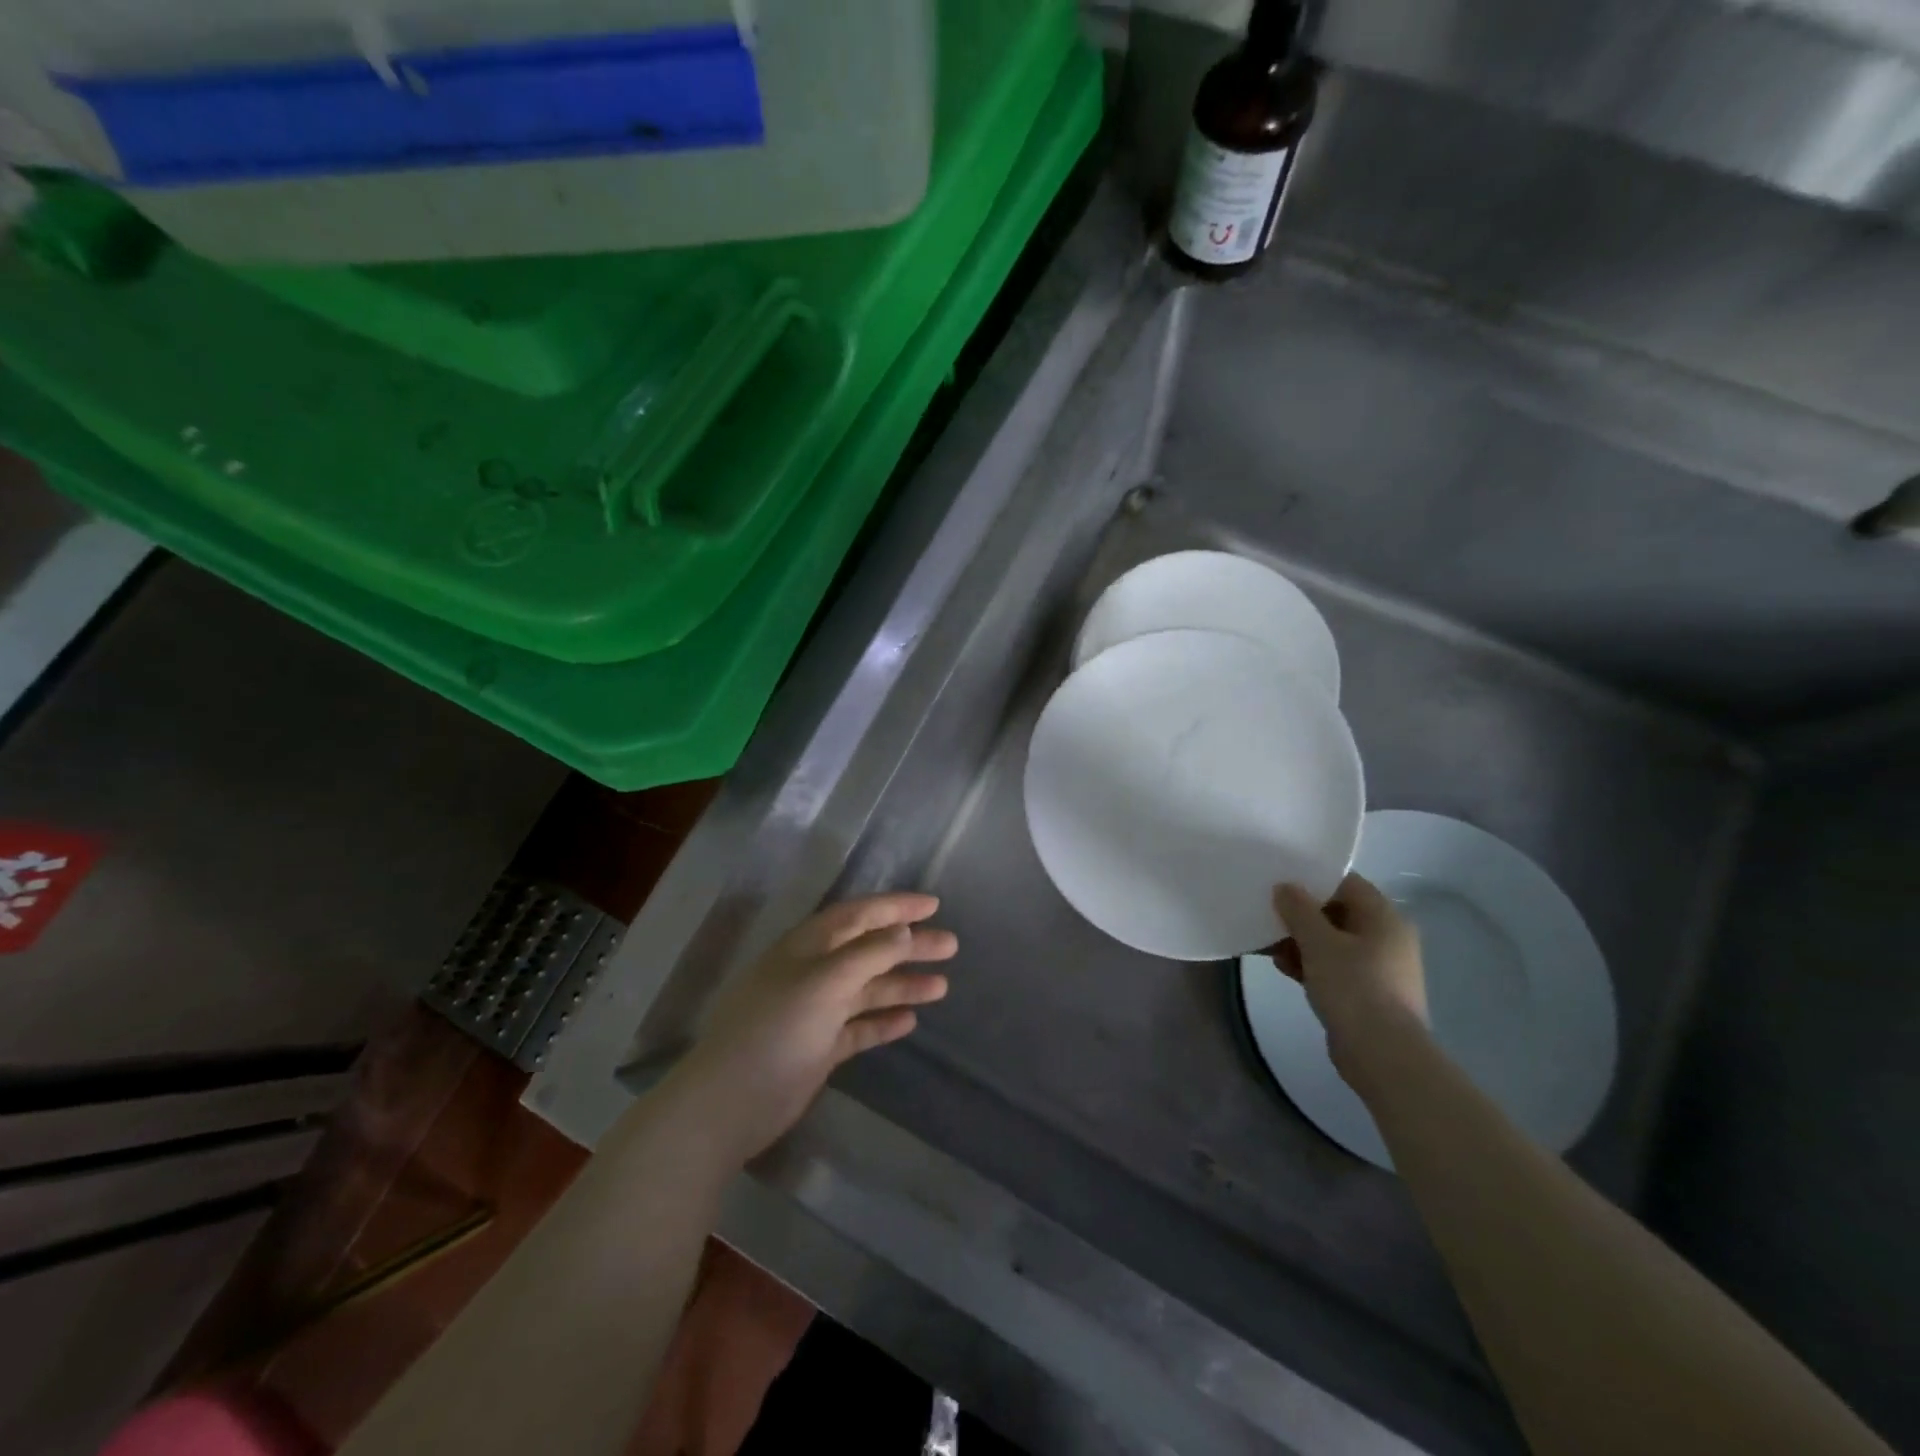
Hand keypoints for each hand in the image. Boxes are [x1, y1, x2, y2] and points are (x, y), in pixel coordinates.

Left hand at [671, 893, 956, 1162]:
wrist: (730, 1103)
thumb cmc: (776, 1029)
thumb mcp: (824, 982)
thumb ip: (867, 954)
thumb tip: (903, 931)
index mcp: (807, 947)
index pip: (858, 915)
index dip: (895, 907)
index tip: (934, 905)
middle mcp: (812, 972)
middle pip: (869, 950)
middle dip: (909, 946)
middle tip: (951, 945)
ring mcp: (815, 1011)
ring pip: (867, 989)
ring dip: (902, 984)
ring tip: (943, 986)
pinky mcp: (818, 1047)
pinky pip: (859, 1026)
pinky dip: (883, 1020)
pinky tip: (910, 1020)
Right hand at [1272, 874, 1426, 1084]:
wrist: (1383, 1054)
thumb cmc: (1354, 987)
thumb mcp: (1319, 942)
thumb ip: (1299, 909)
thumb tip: (1285, 887)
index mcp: (1384, 918)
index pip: (1346, 883)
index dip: (1312, 879)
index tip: (1280, 882)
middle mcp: (1387, 938)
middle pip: (1337, 912)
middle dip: (1301, 915)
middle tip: (1268, 915)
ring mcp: (1379, 967)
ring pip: (1332, 942)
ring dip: (1301, 941)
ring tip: (1269, 946)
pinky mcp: (1367, 993)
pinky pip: (1334, 967)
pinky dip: (1310, 964)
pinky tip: (1284, 968)